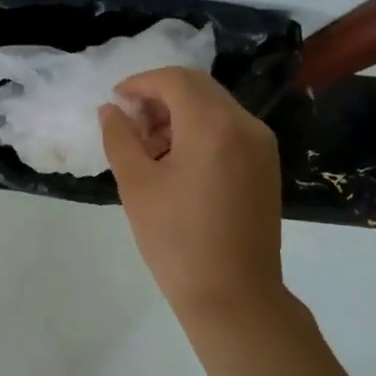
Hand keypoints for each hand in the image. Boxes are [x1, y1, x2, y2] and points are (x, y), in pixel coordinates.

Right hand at [99, 67, 283, 320]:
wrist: (234, 296)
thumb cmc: (177, 241)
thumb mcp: (137, 186)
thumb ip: (120, 138)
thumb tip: (110, 110)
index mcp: (213, 125)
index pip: (174, 80)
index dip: (140, 83)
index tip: (115, 102)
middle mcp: (245, 124)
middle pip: (198, 88)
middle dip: (159, 97)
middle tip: (130, 125)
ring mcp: (262, 145)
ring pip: (214, 107)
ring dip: (179, 114)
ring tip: (150, 150)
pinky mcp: (266, 165)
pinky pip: (229, 129)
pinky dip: (200, 131)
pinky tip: (178, 163)